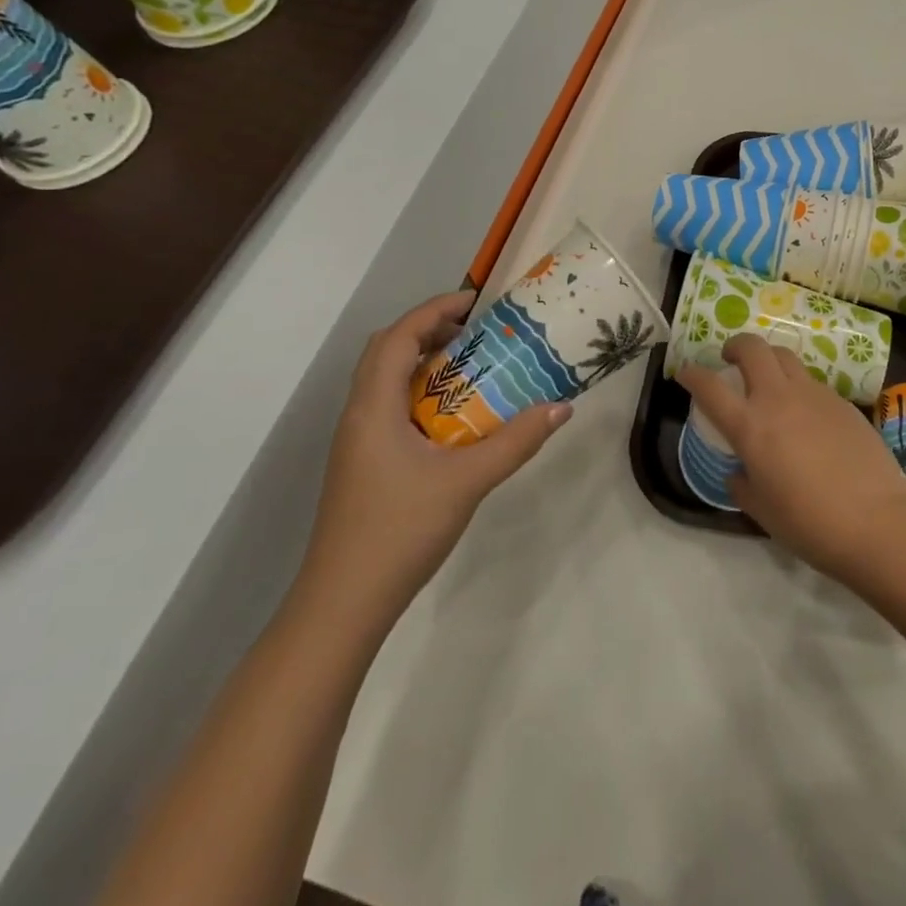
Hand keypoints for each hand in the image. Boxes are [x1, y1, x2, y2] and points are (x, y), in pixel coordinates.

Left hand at [297, 291, 570, 632]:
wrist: (343, 604)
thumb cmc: (400, 531)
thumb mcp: (467, 482)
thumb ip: (516, 442)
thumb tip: (561, 407)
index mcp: (374, 408)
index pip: (398, 337)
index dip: (434, 309)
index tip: (475, 301)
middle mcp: (359, 416)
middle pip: (387, 352)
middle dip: (429, 330)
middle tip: (476, 332)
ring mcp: (358, 443)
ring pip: (386, 382)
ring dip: (424, 363)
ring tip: (472, 368)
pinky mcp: (363, 465)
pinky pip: (391, 409)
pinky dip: (421, 395)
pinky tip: (454, 420)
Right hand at [678, 334, 905, 583]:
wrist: (878, 521)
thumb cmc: (811, 524)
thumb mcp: (763, 512)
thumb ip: (743, 486)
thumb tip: (739, 473)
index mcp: (750, 426)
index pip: (710, 387)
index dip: (692, 375)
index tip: (685, 373)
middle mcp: (779, 399)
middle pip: (752, 348)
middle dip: (736, 346)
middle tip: (730, 360)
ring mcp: (814, 394)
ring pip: (785, 356)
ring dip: (768, 358)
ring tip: (768, 379)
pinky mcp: (842, 401)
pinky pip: (811, 380)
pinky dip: (798, 384)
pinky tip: (804, 411)